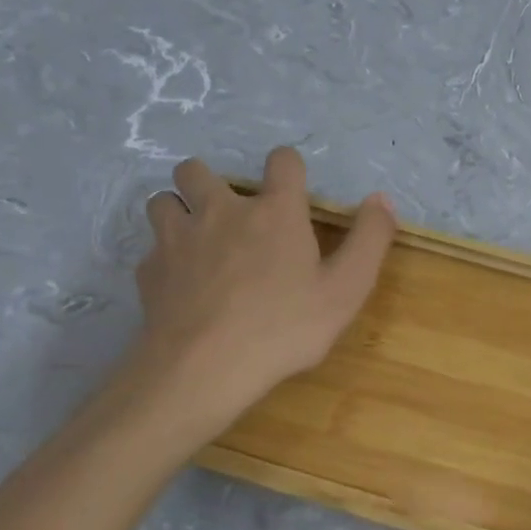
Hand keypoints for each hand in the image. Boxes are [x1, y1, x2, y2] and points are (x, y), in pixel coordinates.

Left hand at [124, 149, 396, 450]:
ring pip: (163, 201)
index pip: (282, 161)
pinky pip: (151, 250)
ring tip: (197, 240)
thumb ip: (370, 239)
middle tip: (230, 214)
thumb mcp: (347, 288)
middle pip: (197, 169)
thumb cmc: (285, 327)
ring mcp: (177, 239)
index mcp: (274, 211)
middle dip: (210, 181)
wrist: (204, 368)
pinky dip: (166, 258)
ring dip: (179, 211)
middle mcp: (221, 211)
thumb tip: (381, 199)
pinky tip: (182, 285)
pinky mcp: (149, 271)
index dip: (289, 168)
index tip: (293, 192)